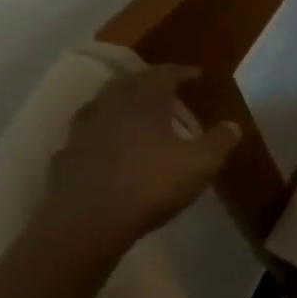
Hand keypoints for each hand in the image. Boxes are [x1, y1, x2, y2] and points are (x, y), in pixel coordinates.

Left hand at [32, 65, 239, 260]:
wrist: (86, 225)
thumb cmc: (151, 185)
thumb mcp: (201, 163)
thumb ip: (220, 141)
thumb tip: (232, 125)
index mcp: (144, 102)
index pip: (163, 74)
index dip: (182, 72)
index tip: (197, 74)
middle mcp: (110, 109)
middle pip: (127, 84)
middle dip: (146, 82)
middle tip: (164, 90)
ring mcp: (81, 134)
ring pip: (100, 107)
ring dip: (119, 106)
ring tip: (135, 115)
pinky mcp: (63, 160)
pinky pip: (84, 138)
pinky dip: (99, 136)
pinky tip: (107, 149)